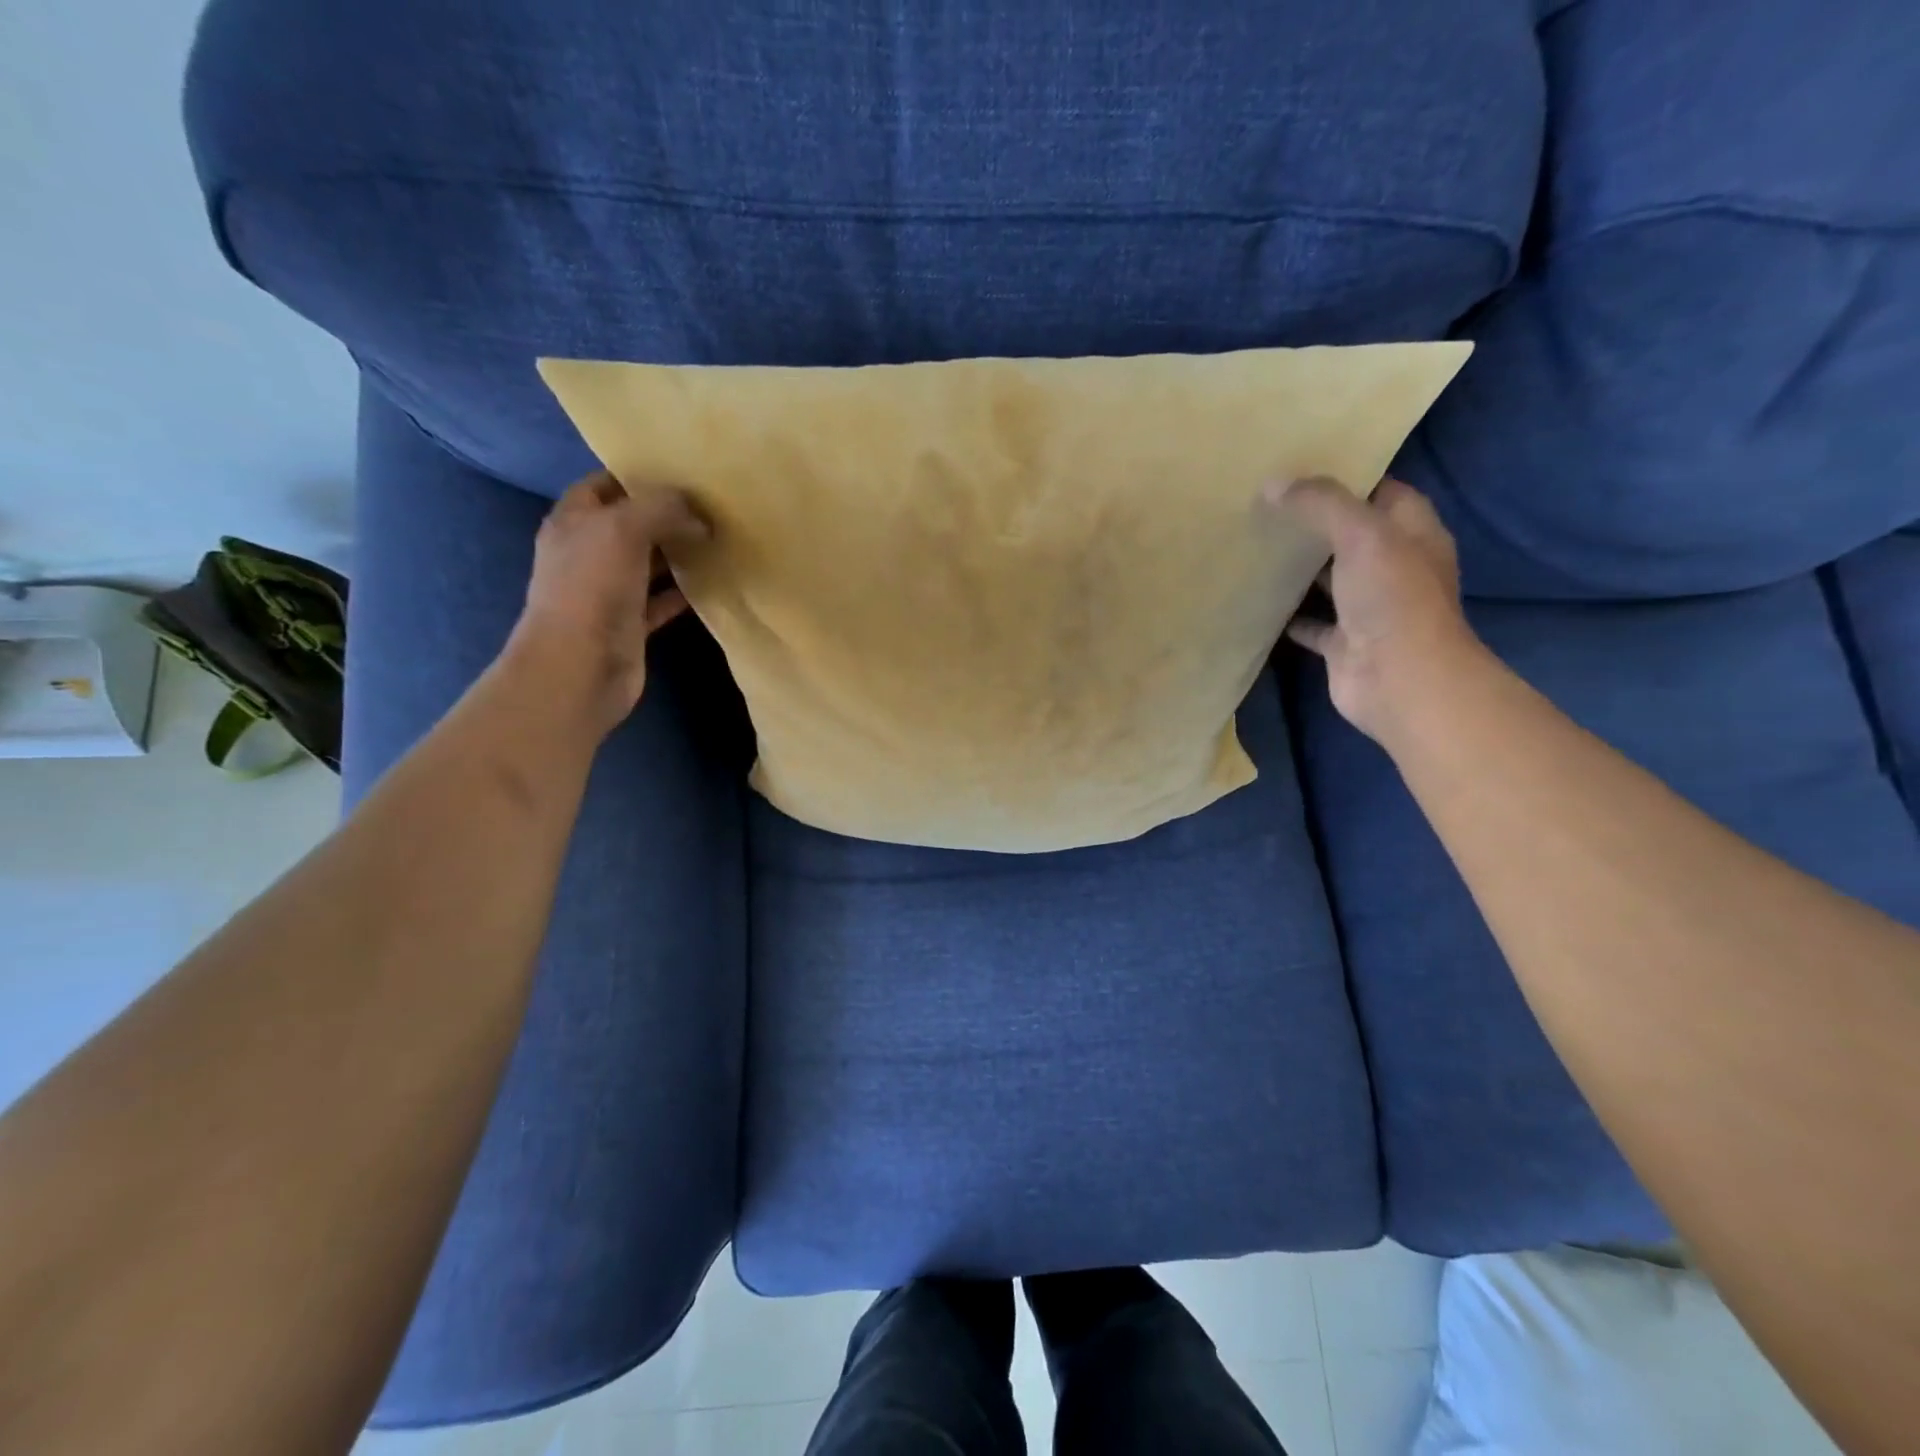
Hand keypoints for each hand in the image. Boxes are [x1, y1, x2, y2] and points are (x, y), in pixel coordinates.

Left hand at [506, 471, 709, 737]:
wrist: (579, 667)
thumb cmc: (592, 589)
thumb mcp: (624, 529)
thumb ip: (662, 508)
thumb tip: (699, 514)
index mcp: (574, 521)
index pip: (604, 484)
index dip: (638, 475)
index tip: (682, 472)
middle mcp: (588, 552)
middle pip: (630, 523)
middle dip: (667, 514)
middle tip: (711, 506)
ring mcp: (608, 591)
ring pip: (648, 563)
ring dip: (678, 553)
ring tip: (718, 539)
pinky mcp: (629, 624)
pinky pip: (660, 601)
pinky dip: (683, 592)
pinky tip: (712, 582)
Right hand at [1271, 476, 1486, 744]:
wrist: (1399, 680)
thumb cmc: (1392, 599)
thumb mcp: (1361, 534)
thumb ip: (1321, 504)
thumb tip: (1273, 484)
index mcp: (1412, 533)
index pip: (1382, 492)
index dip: (1348, 478)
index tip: (1301, 467)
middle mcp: (1393, 567)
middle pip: (1351, 535)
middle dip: (1315, 522)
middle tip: (1267, 504)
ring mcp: (1368, 608)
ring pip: (1329, 579)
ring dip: (1300, 569)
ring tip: (1256, 545)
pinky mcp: (1343, 642)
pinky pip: (1311, 623)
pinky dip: (1288, 615)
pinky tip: (1257, 600)